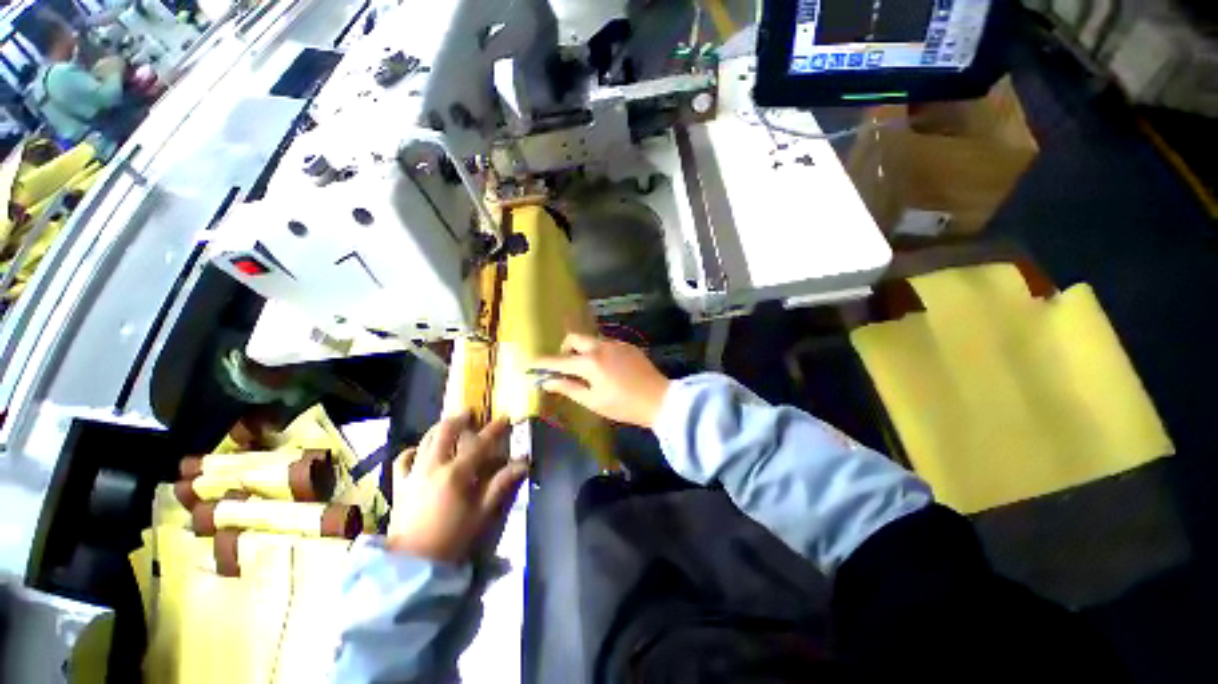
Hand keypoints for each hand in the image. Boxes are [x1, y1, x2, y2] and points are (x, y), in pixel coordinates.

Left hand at [386, 413, 527, 562]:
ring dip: (439, 428)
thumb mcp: (482, 513)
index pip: (480, 443)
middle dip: (460, 418)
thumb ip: (501, 485)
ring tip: (450, 425)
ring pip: (425, 440)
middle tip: (470, 413)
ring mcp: (414, 473)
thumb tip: (523, 464)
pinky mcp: (400, 485)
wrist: (412, 563)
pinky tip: (420, 451)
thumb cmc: (452, 538)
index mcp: (457, 473)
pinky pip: (403, 460)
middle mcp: (434, 466)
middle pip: (445, 432)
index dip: (494, 429)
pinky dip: (413, 450)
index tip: (505, 418)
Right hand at [531, 333, 670, 428]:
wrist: (660, 400)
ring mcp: (616, 343)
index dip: (543, 363)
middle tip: (566, 367)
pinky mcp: (628, 345)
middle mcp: (601, 346)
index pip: (559, 360)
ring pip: (591, 340)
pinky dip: (598, 352)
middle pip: (574, 339)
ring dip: (582, 350)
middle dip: (564, 349)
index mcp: (590, 362)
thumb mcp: (594, 401)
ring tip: (588, 370)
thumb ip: (569, 388)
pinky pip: (606, 343)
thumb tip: (548, 382)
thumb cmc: (624, 405)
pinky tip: (607, 368)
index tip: (530, 364)